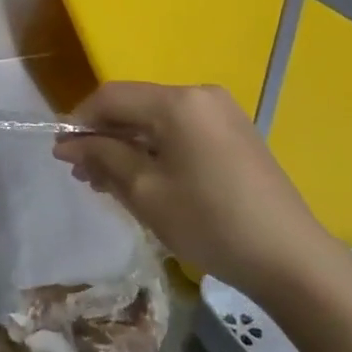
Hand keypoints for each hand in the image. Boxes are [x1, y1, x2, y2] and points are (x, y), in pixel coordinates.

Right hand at [52, 82, 339, 289]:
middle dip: (104, 137)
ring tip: (110, 183)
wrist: (289, 257)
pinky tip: (146, 180)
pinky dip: (156, 150)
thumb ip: (102, 157)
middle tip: (85, 176)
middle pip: (135, 105)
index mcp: (178, 101)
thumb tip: (66, 143)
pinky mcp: (234, 133)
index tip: (62, 156)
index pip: (111, 96)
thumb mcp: (145, 191)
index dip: (80, 122)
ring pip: (157, 120)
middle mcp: (200, 94)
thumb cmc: (208, 222)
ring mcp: (222, 113)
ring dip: (128, 146)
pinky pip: (181, 131)